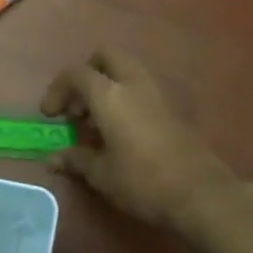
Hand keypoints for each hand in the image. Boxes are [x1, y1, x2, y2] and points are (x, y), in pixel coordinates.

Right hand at [41, 49, 238, 231]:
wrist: (201, 195)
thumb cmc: (143, 182)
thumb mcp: (101, 175)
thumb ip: (75, 159)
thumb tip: (52, 159)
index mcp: (110, 95)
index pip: (76, 74)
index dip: (57, 90)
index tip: (51, 116)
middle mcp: (134, 84)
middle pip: (106, 57)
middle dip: (86, 74)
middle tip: (77, 106)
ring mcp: (158, 93)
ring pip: (127, 70)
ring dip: (107, 85)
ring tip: (97, 122)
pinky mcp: (173, 108)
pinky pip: (142, 88)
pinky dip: (126, 97)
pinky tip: (122, 131)